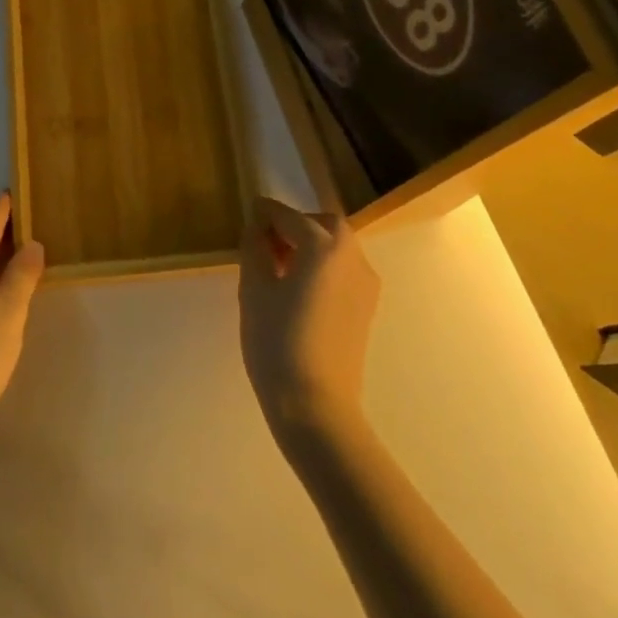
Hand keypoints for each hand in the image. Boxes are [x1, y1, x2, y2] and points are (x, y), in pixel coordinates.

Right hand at [238, 196, 378, 442]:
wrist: (316, 405)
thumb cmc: (277, 342)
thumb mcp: (254, 290)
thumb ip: (255, 250)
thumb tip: (256, 230)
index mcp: (323, 246)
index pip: (290, 216)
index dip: (266, 213)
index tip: (250, 211)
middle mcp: (352, 256)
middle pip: (323, 224)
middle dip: (295, 224)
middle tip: (266, 241)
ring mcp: (365, 283)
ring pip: (337, 246)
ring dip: (310, 244)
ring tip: (279, 266)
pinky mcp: (367, 308)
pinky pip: (343, 269)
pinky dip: (323, 265)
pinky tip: (299, 288)